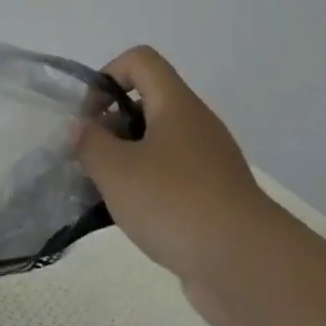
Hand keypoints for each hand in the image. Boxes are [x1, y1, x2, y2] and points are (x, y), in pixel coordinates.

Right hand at [76, 46, 285, 325]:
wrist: (245, 265)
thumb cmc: (174, 202)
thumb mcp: (116, 169)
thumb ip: (89, 143)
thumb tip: (80, 127)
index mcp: (176, 105)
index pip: (140, 61)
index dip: (107, 76)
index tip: (89, 118)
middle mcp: (196, 126)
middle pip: (146, 104)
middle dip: (110, 127)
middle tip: (90, 161)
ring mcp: (208, 164)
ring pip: (157, 146)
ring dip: (125, 162)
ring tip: (102, 193)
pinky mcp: (213, 199)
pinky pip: (171, 179)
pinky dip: (146, 190)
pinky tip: (129, 219)